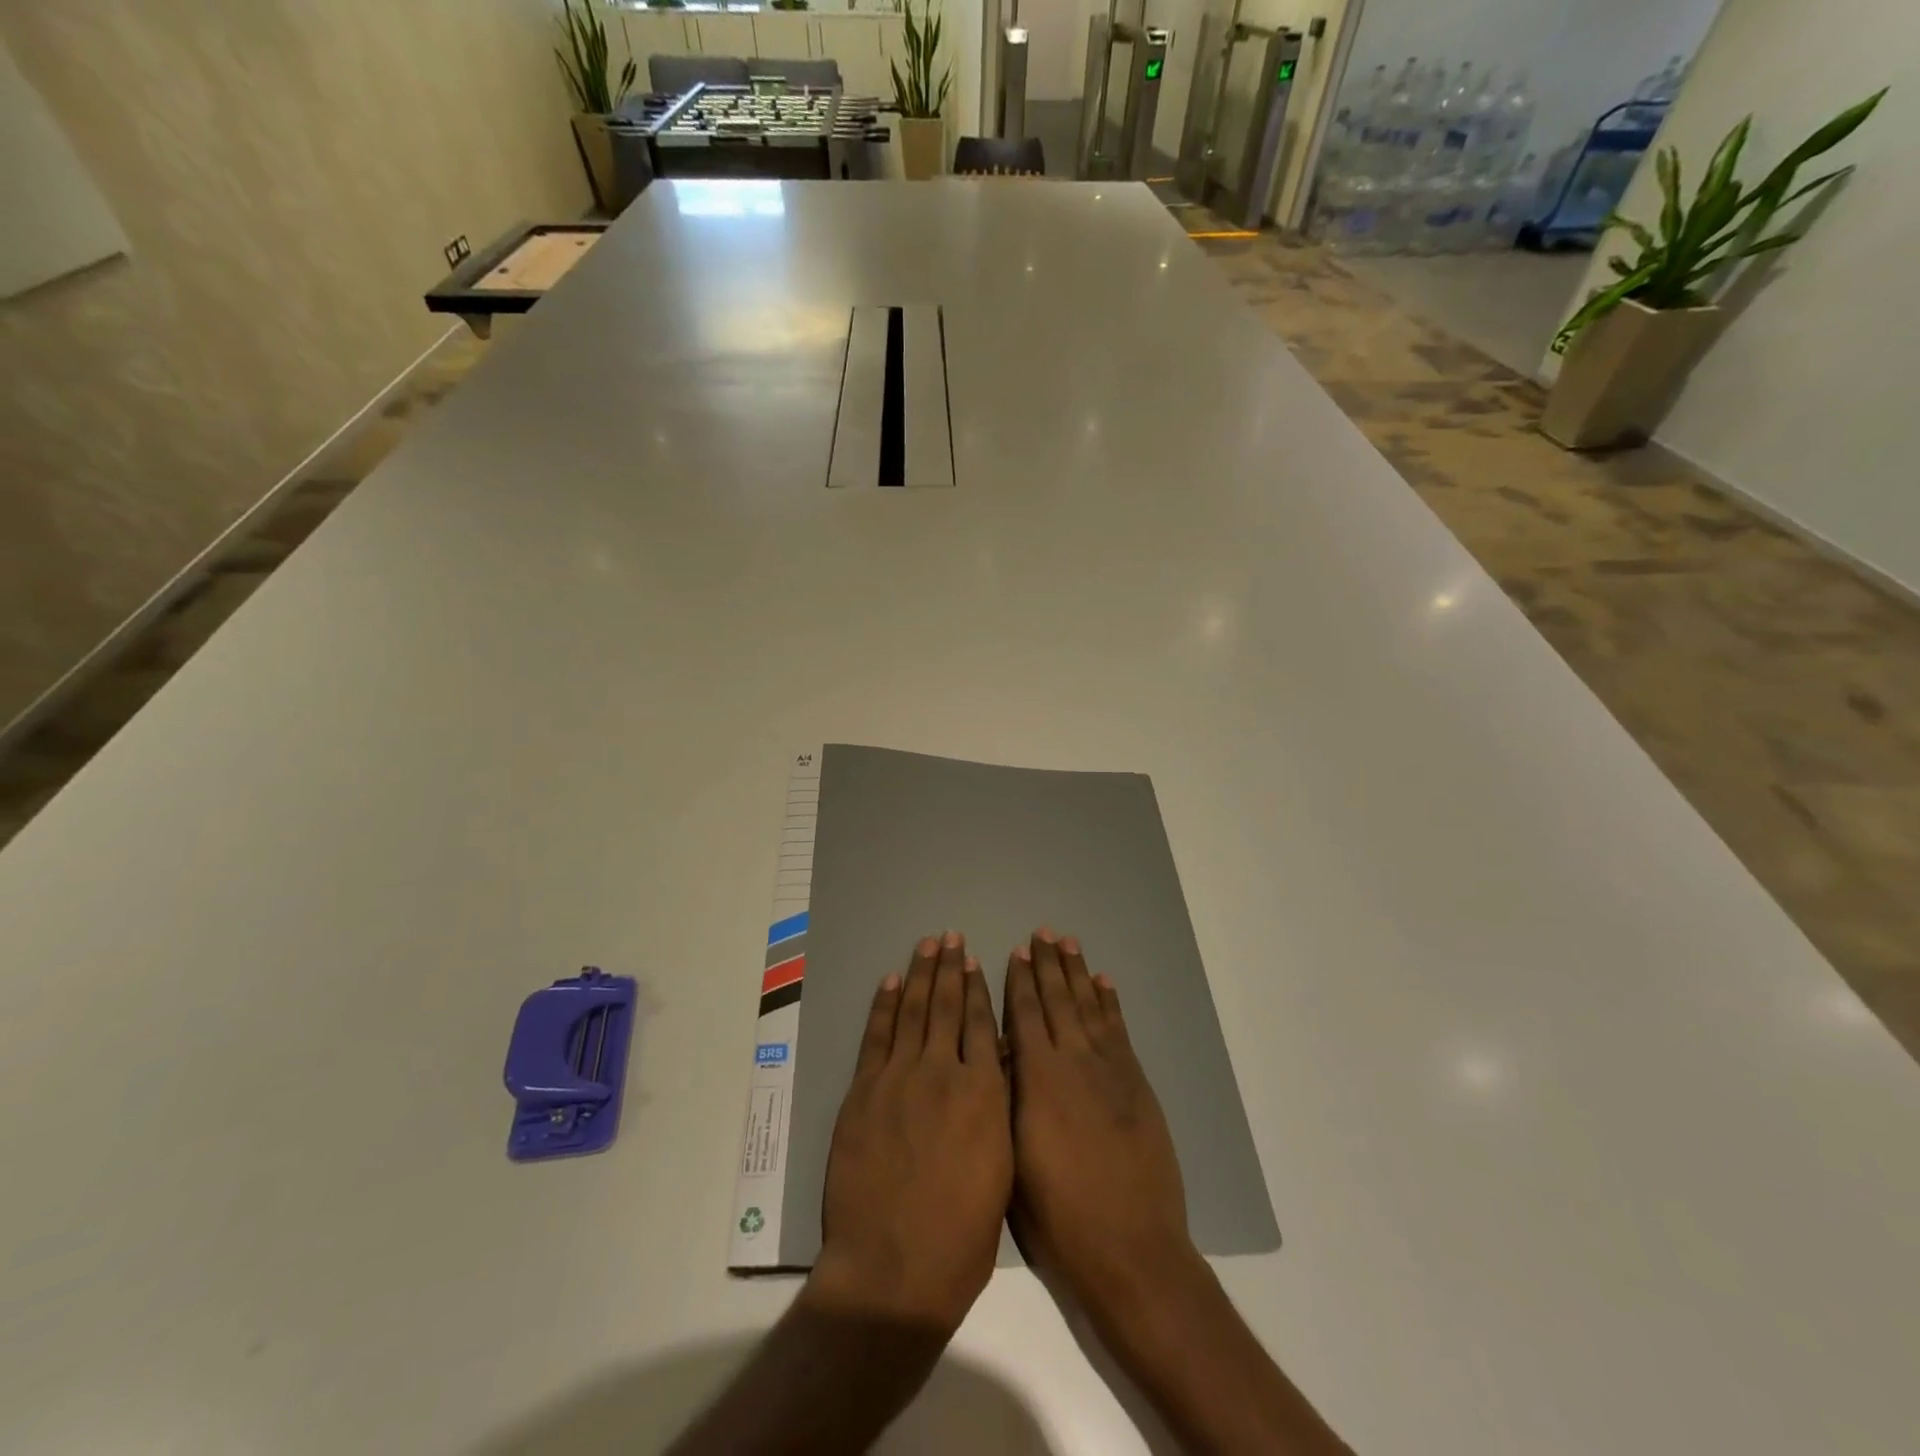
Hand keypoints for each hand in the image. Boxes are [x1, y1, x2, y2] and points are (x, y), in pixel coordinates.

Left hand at [810, 931, 1011, 1336]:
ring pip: (913, 1012)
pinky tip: (891, 983)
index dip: (979, 990)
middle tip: (951, 937)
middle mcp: (943, 1073)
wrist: (894, 1268)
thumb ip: (998, 1108)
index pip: (981, 1025)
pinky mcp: (864, 1091)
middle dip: (950, 969)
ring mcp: (899, 1078)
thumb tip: (997, 1063)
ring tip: (927, 945)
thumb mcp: (1001, 1168)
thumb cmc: (961, 1236)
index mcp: (983, 1094)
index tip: (977, 961)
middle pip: (947, 1007)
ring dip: (920, 975)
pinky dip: (884, 1006)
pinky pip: (877, 1037)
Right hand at [1003, 928, 1194, 1326]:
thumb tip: (1001, 1054)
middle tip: (1041, 933)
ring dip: (1077, 973)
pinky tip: (1103, 982)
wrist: (1130, 1248)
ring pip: (1088, 1007)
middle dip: (1047, 965)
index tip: (1015, 952)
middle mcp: (1073, 1062)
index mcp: (1038, 1079)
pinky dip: (1110, 1003)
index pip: (1025, 1014)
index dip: (1020, 981)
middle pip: (1058, 1000)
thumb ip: (1007, 1097)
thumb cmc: (1058, 1216)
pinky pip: (1118, 1030)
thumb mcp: (1012, 1157)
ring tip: (1068, 943)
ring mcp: (1109, 1070)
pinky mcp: (1136, 1084)